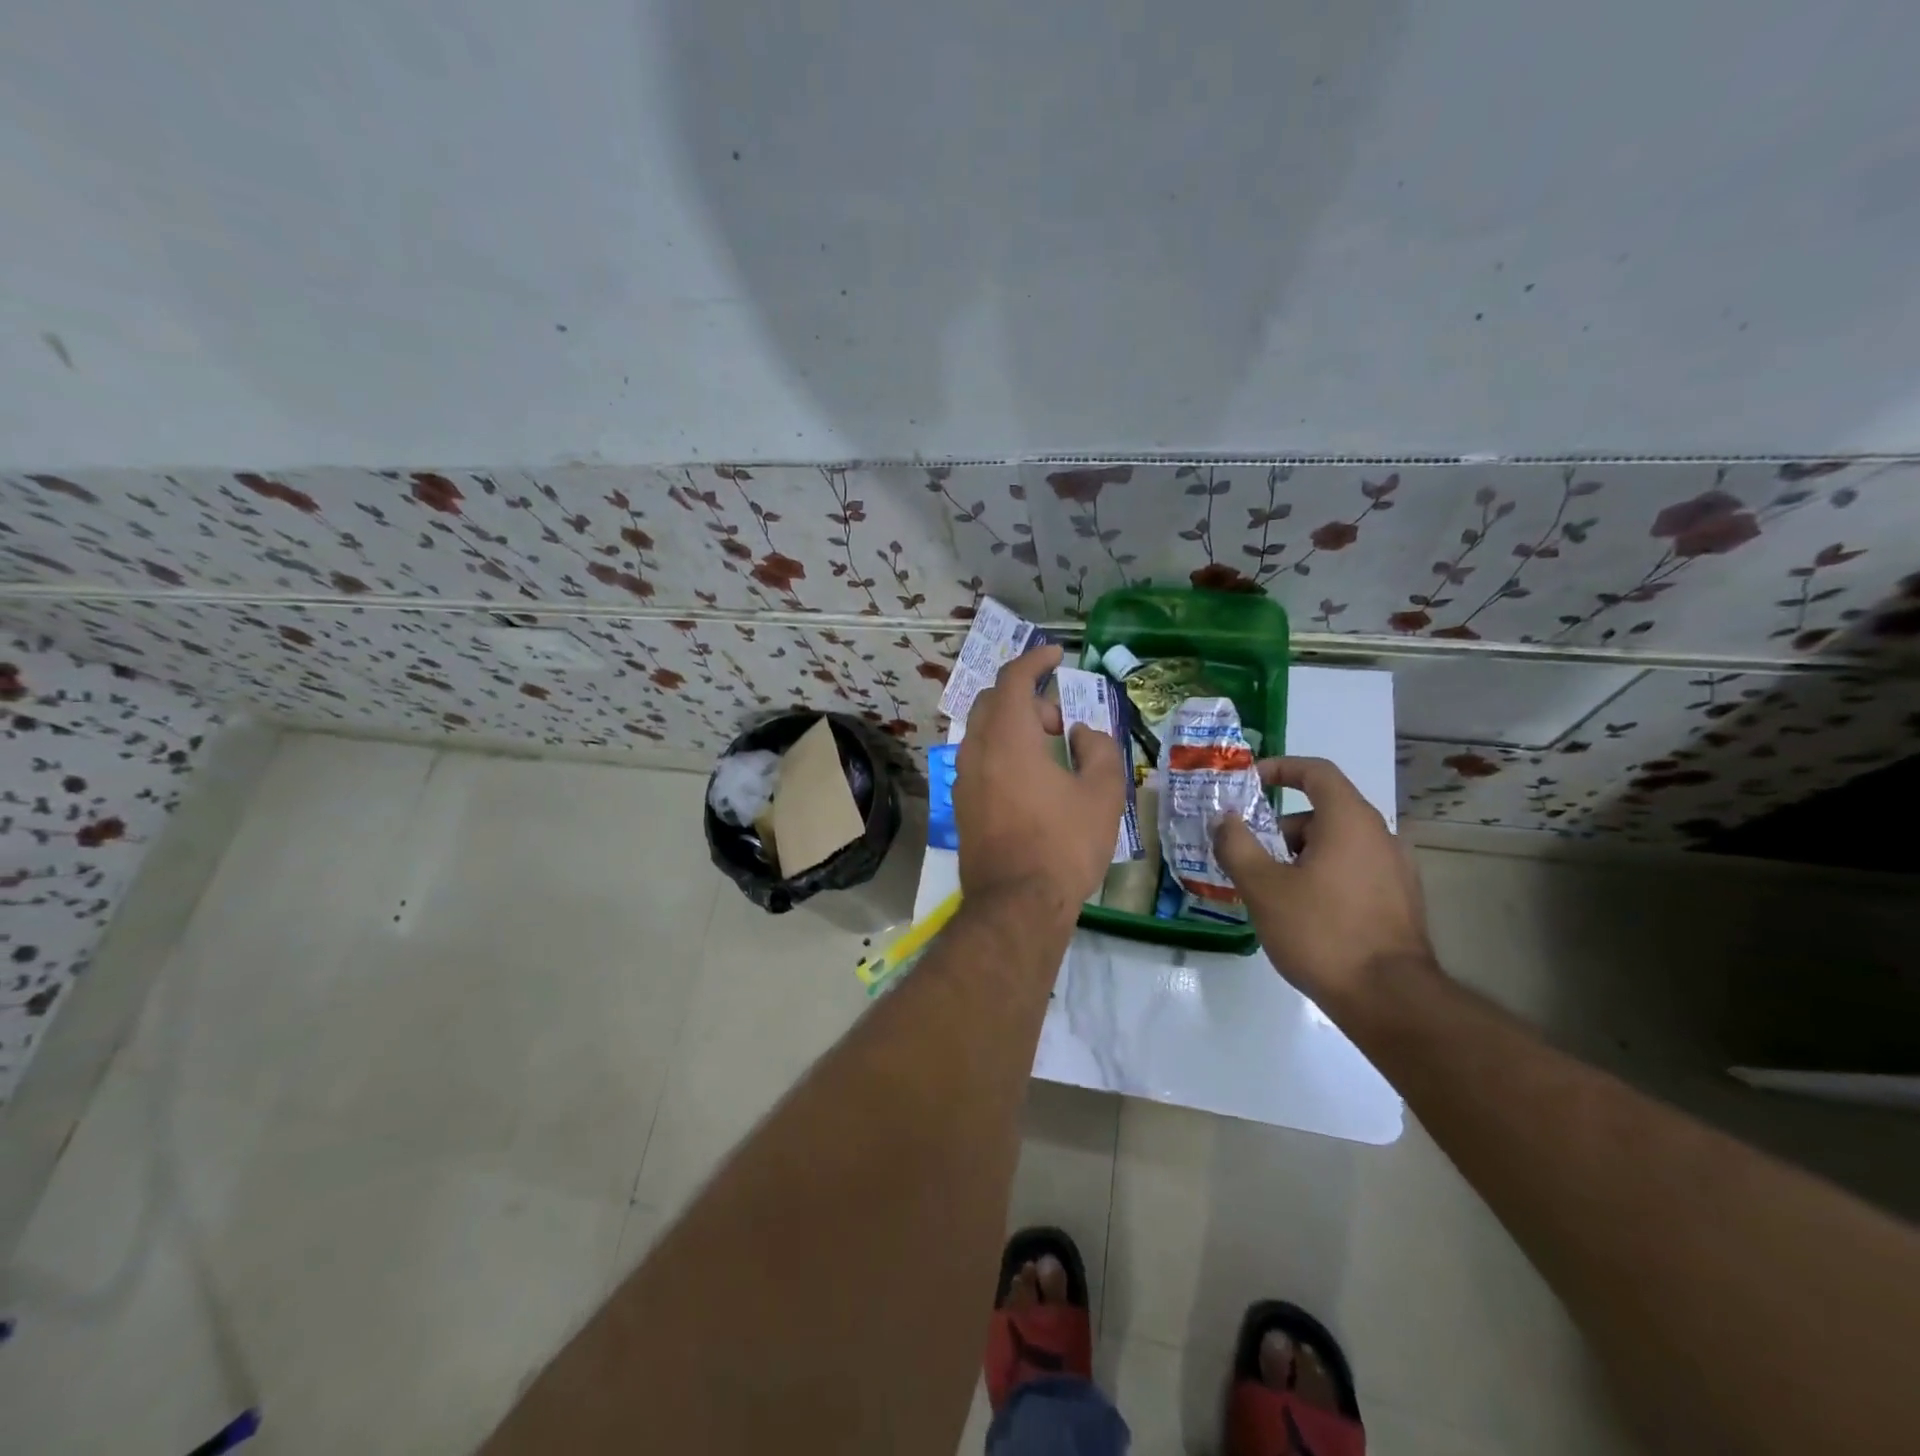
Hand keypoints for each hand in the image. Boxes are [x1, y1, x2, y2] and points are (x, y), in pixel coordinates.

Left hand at [954, 645, 1124, 916]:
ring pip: (983, 731)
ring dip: (1014, 726)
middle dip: (1027, 698)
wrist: (1016, 904)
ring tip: (1049, 751)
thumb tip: (1081, 733)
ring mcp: (963, 778)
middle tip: (1060, 721)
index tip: (1056, 654)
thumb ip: (1098, 749)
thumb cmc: (1064, 845)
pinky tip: (1030, 779)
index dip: (1035, 659)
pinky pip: (979, 759)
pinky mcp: (961, 804)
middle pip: (993, 701)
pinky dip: (1002, 751)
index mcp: (1008, 737)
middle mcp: (976, 750)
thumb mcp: (1102, 794)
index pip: (1014, 679)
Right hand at [1212, 756, 1437, 1011]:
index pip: (1316, 772)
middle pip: (1323, 813)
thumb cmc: (1321, 932)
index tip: (1249, 782)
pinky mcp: (1401, 902)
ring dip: (1300, 856)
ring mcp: (1397, 870)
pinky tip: (1304, 914)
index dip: (1280, 768)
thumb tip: (1224, 819)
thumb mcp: (1263, 887)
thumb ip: (1237, 845)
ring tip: (1272, 892)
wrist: (1390, 1000)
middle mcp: (1381, 836)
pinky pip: (1354, 871)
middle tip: (1250, 857)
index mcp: (1350, 821)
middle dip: (1281, 829)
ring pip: (1338, 845)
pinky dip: (1324, 876)